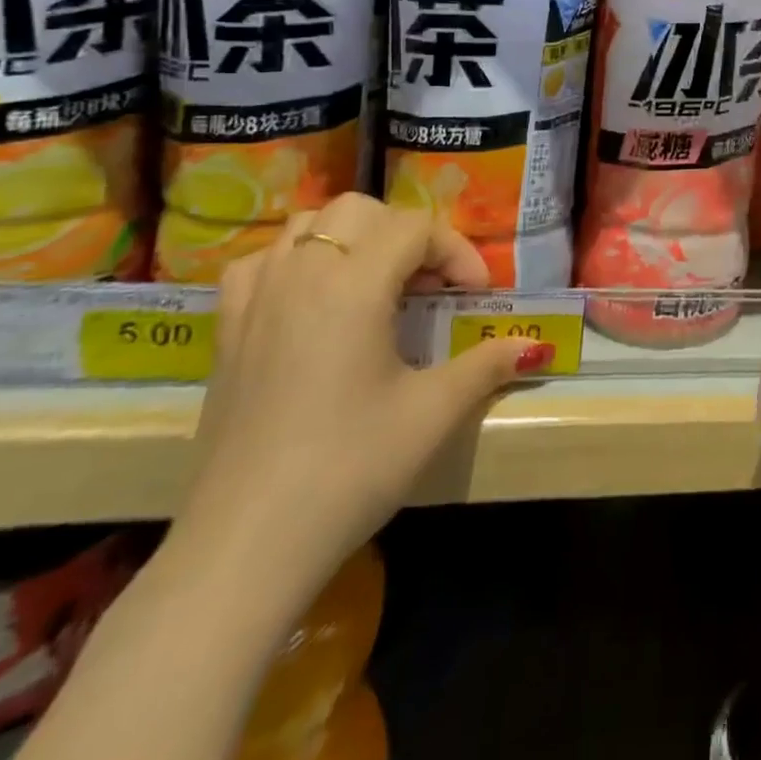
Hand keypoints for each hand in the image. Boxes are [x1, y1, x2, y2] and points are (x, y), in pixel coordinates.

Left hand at [170, 194, 553, 613]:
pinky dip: (296, 261)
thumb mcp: (433, 413)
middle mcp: (300, 274)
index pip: (415, 228)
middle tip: (430, 283)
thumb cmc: (349, 469)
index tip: (476, 295)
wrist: (244, 548)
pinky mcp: (226, 333)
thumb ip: (487, 365)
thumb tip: (534, 346)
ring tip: (376, 285)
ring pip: (306, 225)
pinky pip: (261, 263)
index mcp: (353, 285)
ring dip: (351, 239)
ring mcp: (254, 300)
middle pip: (360, 211)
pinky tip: (313, 300)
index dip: (456, 251)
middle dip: (405, 233)